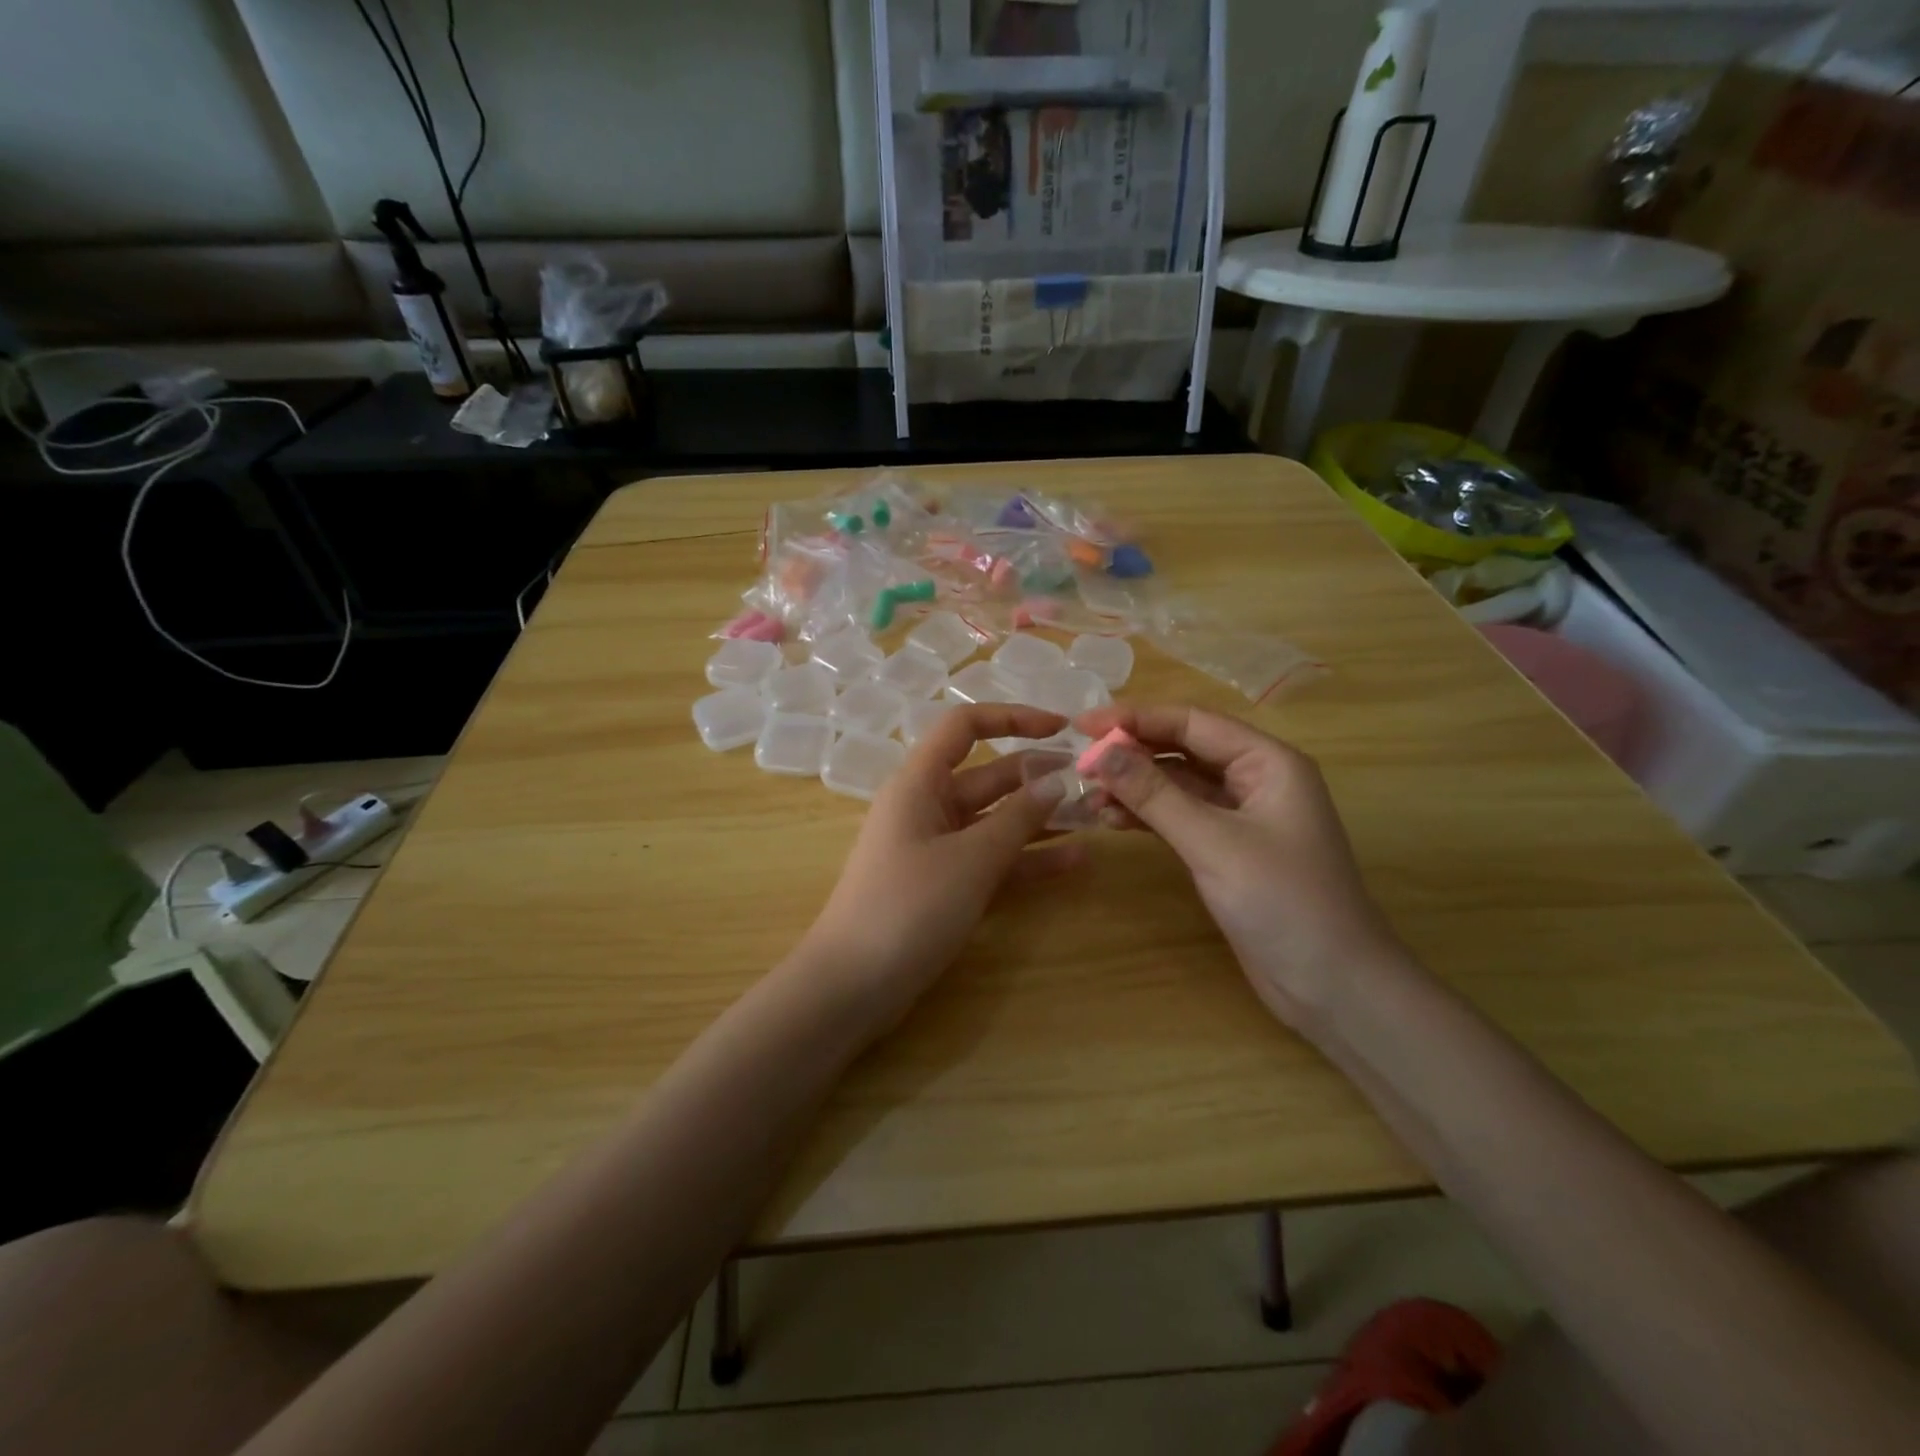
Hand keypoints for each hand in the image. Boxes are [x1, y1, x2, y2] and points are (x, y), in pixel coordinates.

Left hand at [802, 704, 1085, 1030]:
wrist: (853, 985)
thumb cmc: (908, 907)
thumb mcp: (971, 858)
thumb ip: (1018, 818)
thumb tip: (1057, 780)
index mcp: (920, 783)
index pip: (965, 726)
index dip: (1013, 718)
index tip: (1062, 727)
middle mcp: (927, 806)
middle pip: (989, 775)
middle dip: (1038, 775)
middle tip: (1093, 782)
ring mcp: (936, 847)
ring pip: (995, 820)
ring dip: (1040, 818)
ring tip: (1094, 818)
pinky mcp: (944, 884)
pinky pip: (991, 860)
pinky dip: (1027, 859)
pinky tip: (1074, 862)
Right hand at [1076, 704, 1406, 1030]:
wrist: (1333, 987)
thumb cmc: (1283, 903)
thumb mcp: (1213, 843)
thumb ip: (1155, 794)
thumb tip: (1100, 751)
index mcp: (1268, 762)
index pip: (1192, 722)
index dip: (1135, 719)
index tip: (1083, 724)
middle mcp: (1255, 779)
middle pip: (1183, 749)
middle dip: (1133, 753)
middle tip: (1080, 762)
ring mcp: (1241, 816)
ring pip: (1178, 784)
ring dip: (1136, 786)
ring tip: (1090, 797)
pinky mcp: (1227, 849)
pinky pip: (1180, 817)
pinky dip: (1147, 816)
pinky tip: (1113, 821)